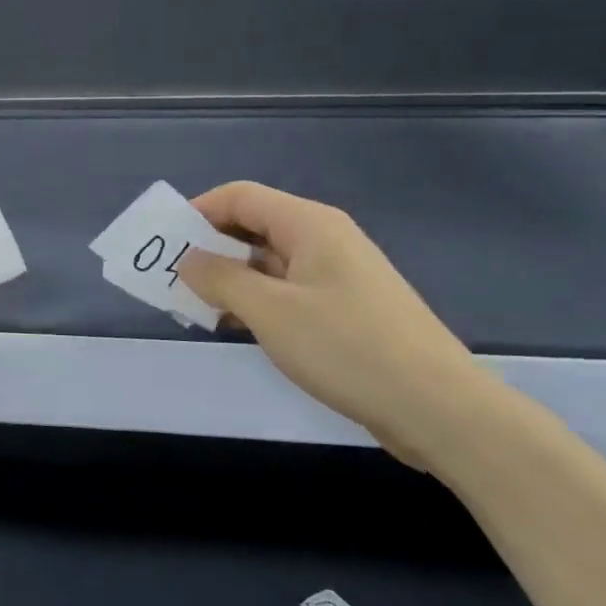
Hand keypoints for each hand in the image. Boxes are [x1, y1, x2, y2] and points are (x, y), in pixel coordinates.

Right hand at [177, 181, 491, 467]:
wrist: (439, 409)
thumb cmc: (348, 348)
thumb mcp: (270, 311)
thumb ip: (220, 279)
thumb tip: (187, 260)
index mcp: (309, 225)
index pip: (240, 197)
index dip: (197, 212)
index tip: (165, 245)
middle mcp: (324, 240)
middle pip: (252, 226)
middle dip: (208, 248)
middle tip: (172, 281)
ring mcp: (336, 276)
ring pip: (267, 262)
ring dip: (228, 279)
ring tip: (195, 308)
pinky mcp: (344, 310)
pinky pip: (285, 291)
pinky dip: (254, 301)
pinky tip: (234, 328)